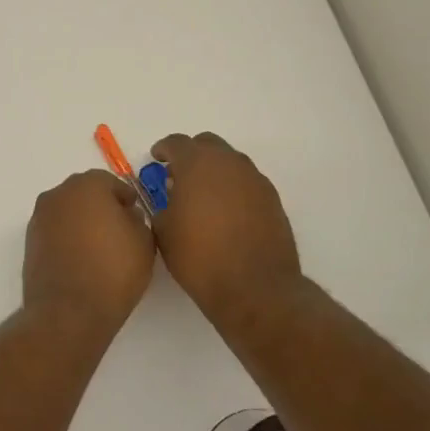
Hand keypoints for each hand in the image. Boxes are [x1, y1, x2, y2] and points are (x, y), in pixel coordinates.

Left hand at [22, 170, 155, 336]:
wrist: (69, 312)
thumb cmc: (113, 271)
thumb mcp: (144, 242)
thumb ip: (138, 220)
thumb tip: (126, 215)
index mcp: (87, 186)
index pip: (110, 182)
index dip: (125, 198)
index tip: (136, 215)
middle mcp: (58, 194)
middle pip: (84, 193)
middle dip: (102, 206)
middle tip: (120, 229)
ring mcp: (40, 218)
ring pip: (67, 211)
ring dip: (82, 221)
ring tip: (100, 248)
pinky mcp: (30, 242)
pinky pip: (55, 230)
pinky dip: (67, 238)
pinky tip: (82, 259)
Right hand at [150, 132, 299, 310]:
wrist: (255, 287)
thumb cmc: (200, 258)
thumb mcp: (164, 232)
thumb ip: (162, 206)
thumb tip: (170, 200)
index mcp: (198, 164)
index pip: (177, 143)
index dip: (163, 150)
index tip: (156, 159)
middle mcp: (229, 163)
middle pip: (207, 145)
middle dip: (191, 155)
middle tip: (178, 176)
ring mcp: (255, 179)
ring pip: (230, 162)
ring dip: (214, 171)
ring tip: (203, 197)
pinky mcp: (272, 199)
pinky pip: (247, 183)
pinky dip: (233, 189)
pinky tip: (226, 212)